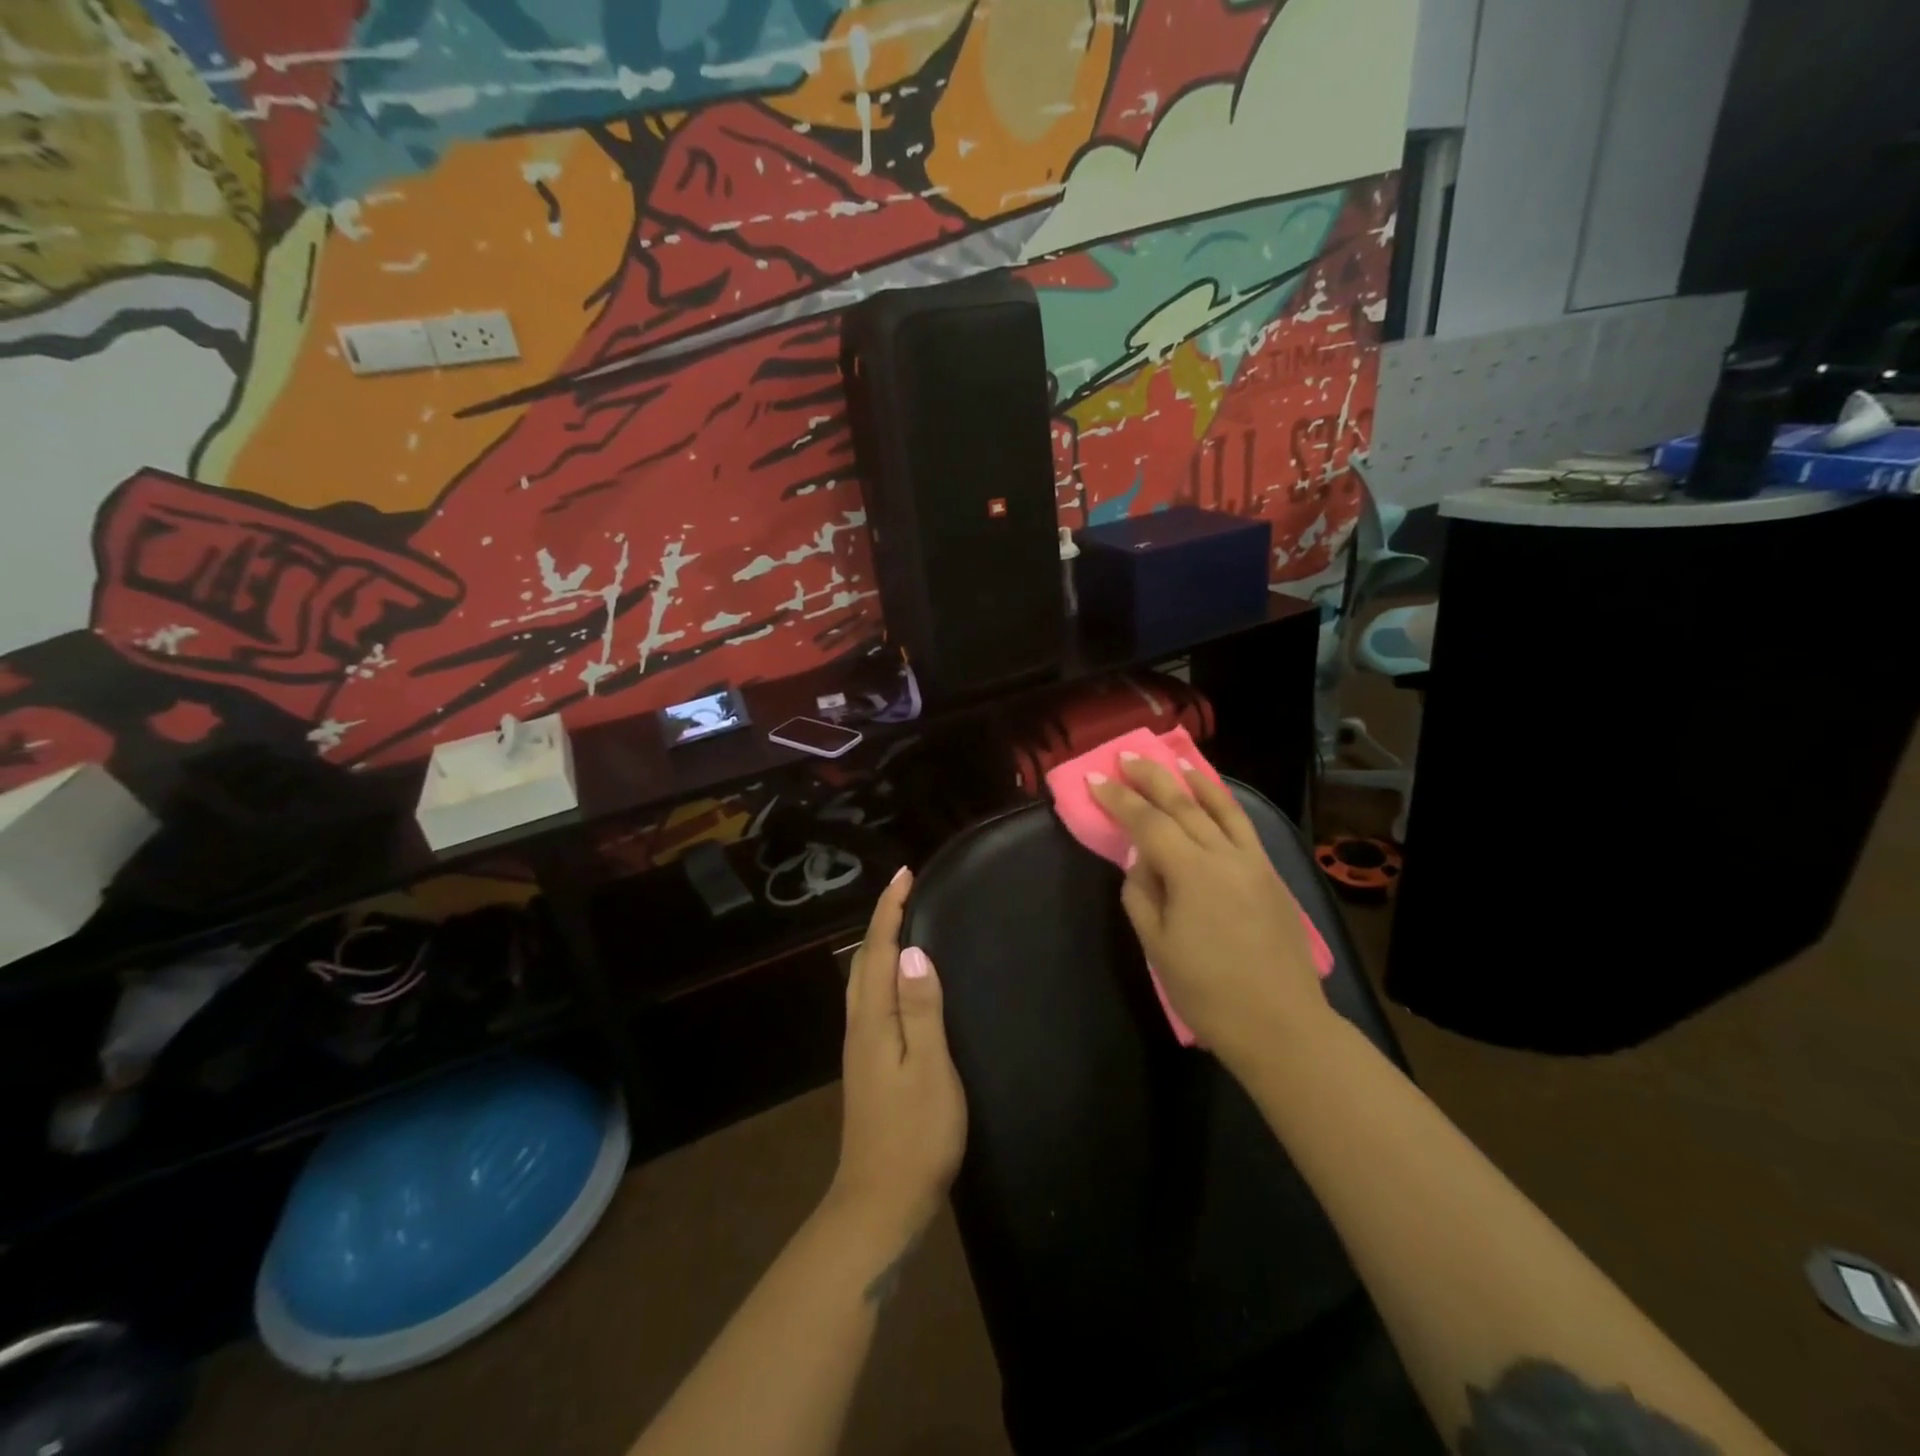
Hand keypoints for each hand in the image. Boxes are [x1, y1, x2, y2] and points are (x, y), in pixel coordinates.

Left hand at [829, 868, 967, 1244]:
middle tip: (905, 891)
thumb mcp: (930, 1069)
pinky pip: (871, 999)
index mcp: (872, 1021)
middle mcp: (859, 1027)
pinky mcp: (867, 1065)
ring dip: (879, 946)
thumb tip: (911, 952)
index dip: (889, 911)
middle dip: (880, 921)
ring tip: (902, 924)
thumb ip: (921, 1009)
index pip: (877, 952)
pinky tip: (898, 983)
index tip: (904, 874)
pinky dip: (881, 973)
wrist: (880, 1203)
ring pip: (863, 981)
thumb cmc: (915, 1135)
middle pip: (863, 961)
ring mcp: (859, 1048)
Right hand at [1090, 757, 1333, 1069]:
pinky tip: (1214, 799)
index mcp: (1192, 872)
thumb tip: (1141, 860)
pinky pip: (1244, 827)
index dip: (1118, 799)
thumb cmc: (1208, 992)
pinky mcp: (1272, 875)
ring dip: (1193, 781)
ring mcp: (1254, 862)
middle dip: (1151, 777)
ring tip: (1173, 761)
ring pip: (1221, 808)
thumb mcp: (1157, 946)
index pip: (1147, 822)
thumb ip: (1142, 894)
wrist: (1282, 1026)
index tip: (1095, 779)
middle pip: (1183, 804)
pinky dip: (1224, 804)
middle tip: (1126, 757)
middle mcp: (1225, 855)